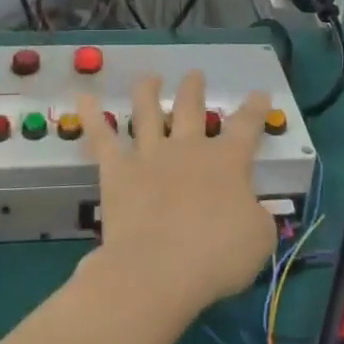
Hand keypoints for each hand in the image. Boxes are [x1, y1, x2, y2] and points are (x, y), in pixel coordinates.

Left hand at [74, 72, 276, 320]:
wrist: (158, 269)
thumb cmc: (216, 255)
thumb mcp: (258, 238)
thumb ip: (256, 215)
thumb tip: (251, 209)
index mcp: (227, 161)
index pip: (246, 127)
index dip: (255, 109)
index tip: (260, 94)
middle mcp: (187, 148)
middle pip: (190, 109)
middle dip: (194, 89)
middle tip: (195, 74)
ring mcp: (149, 156)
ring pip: (147, 112)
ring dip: (148, 91)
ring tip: (150, 78)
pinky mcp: (117, 171)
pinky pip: (102, 139)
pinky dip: (91, 117)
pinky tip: (84, 99)